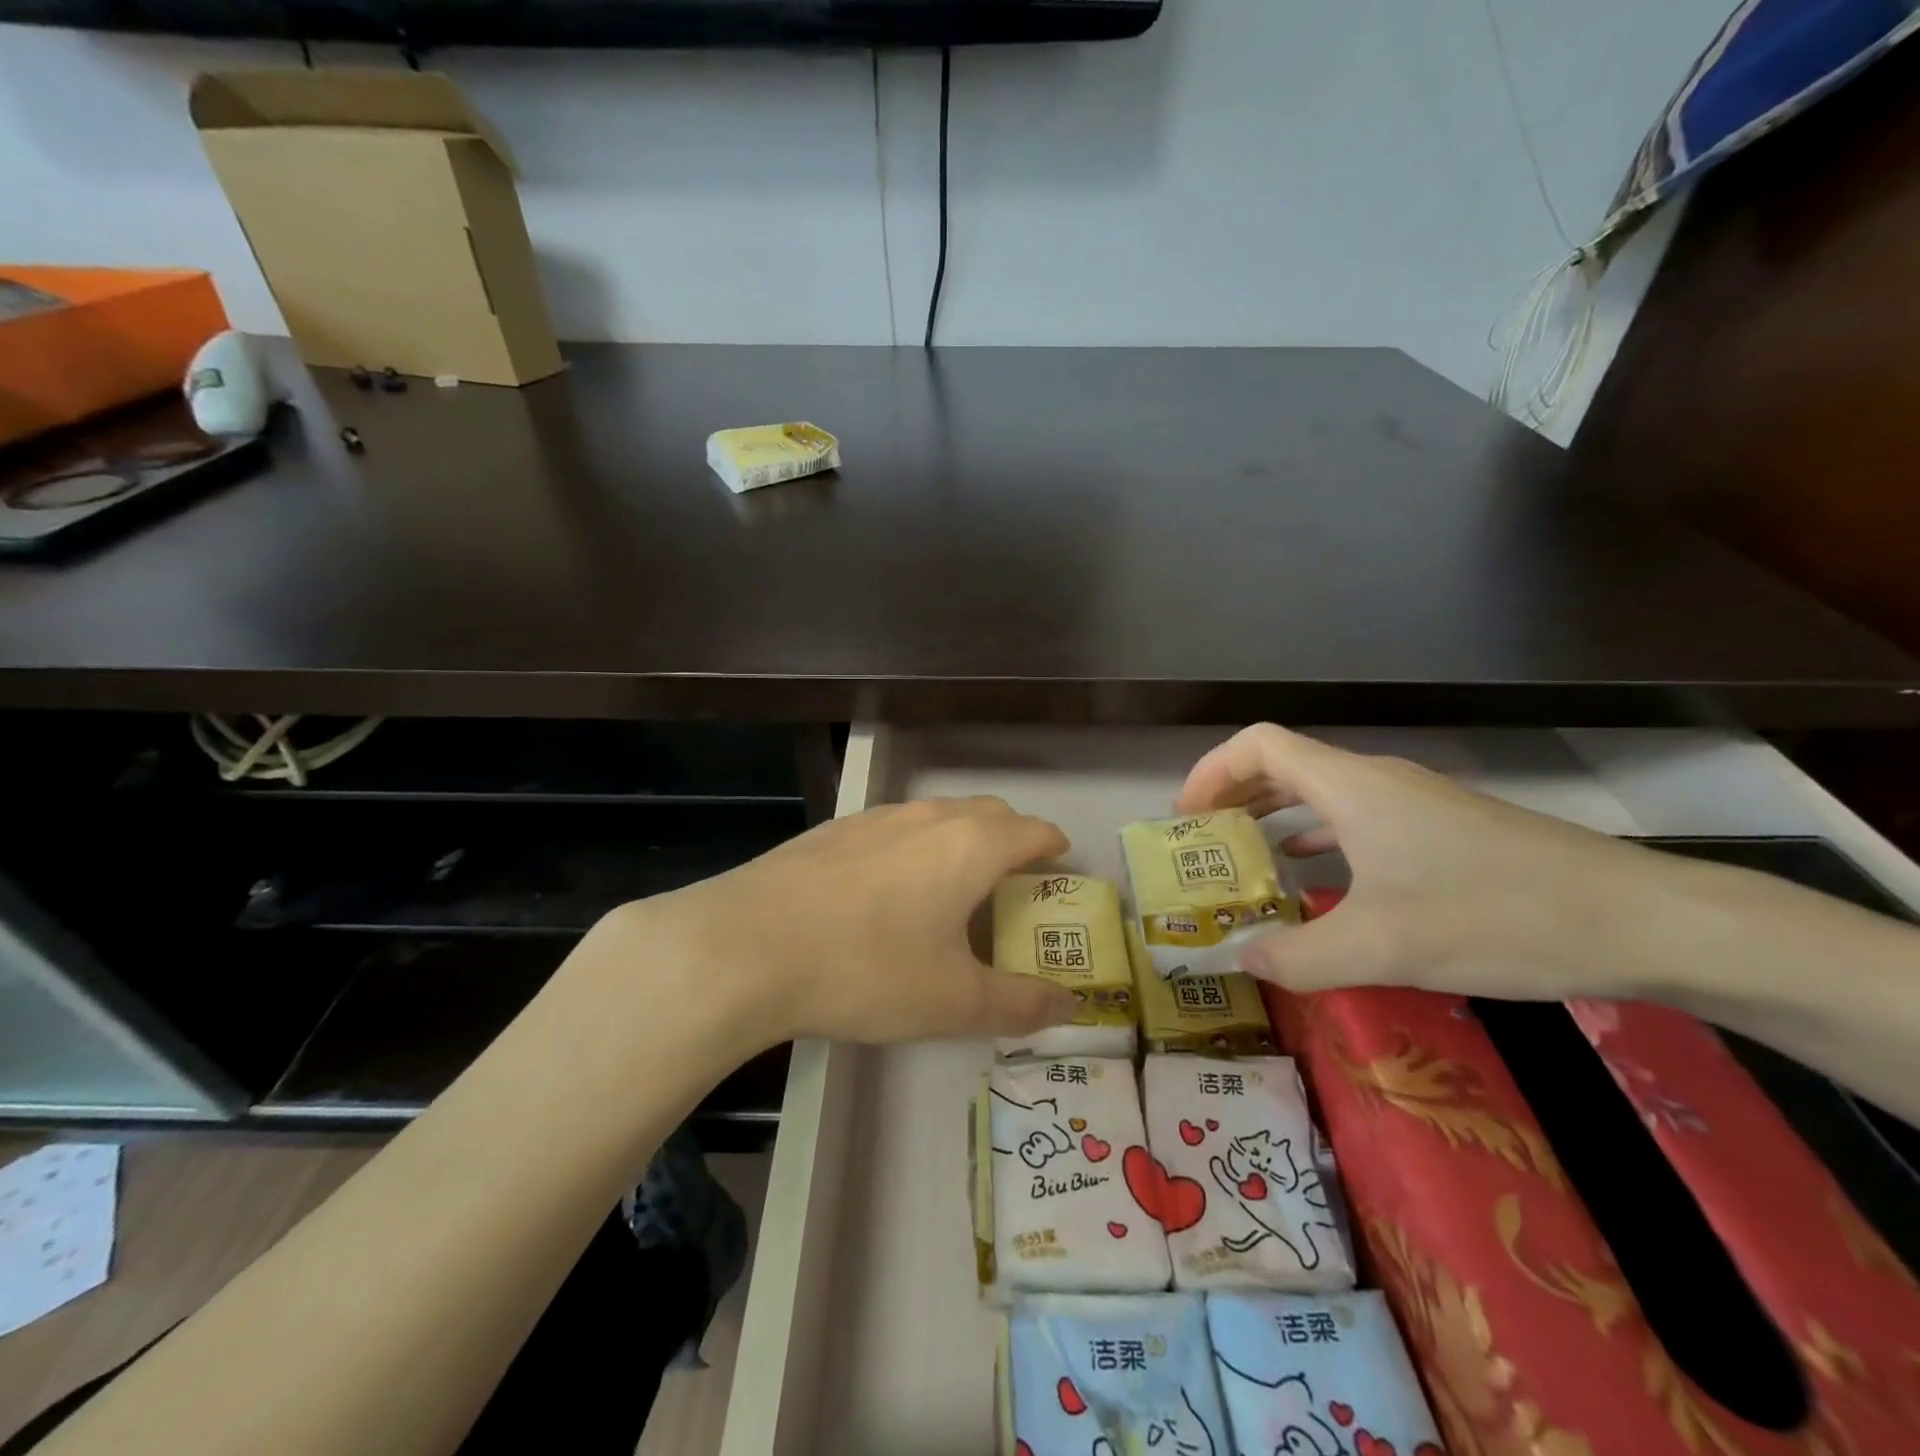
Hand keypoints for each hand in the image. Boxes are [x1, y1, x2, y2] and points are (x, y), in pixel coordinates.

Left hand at [598, 797, 1080, 1046]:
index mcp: (970, 846)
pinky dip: (912, 847)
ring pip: (937, 815)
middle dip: (1011, 839)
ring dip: (959, 839)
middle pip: (988, 813)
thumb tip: (1068, 1007)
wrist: (748, 945)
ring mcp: (875, 817)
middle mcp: (928, 818)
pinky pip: (892, 828)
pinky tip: (886, 888)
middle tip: (1013, 883)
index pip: (1032, 830)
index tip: (1061, 866)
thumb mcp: (953, 1001)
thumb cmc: (868, 969)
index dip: (1053, 848)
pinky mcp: (833, 830)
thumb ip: (1019, 1004)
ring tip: (952, 885)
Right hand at [1177, 724, 1668, 999]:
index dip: (1211, 772)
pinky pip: (1356, 817)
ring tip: (1243, 857)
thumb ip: (1296, 957)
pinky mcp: (1442, 828)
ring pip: (1320, 791)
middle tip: (1202, 843)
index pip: (1258, 745)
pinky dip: (1317, 835)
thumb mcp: (1382, 947)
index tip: (1186, 819)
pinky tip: (1314, 875)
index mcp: (1351, 787)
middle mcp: (1376, 781)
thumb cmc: (1495, 917)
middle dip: (1233, 796)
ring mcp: (1413, 802)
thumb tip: (1236, 961)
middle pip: (1283, 764)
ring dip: (1273, 814)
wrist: (1641, 921)